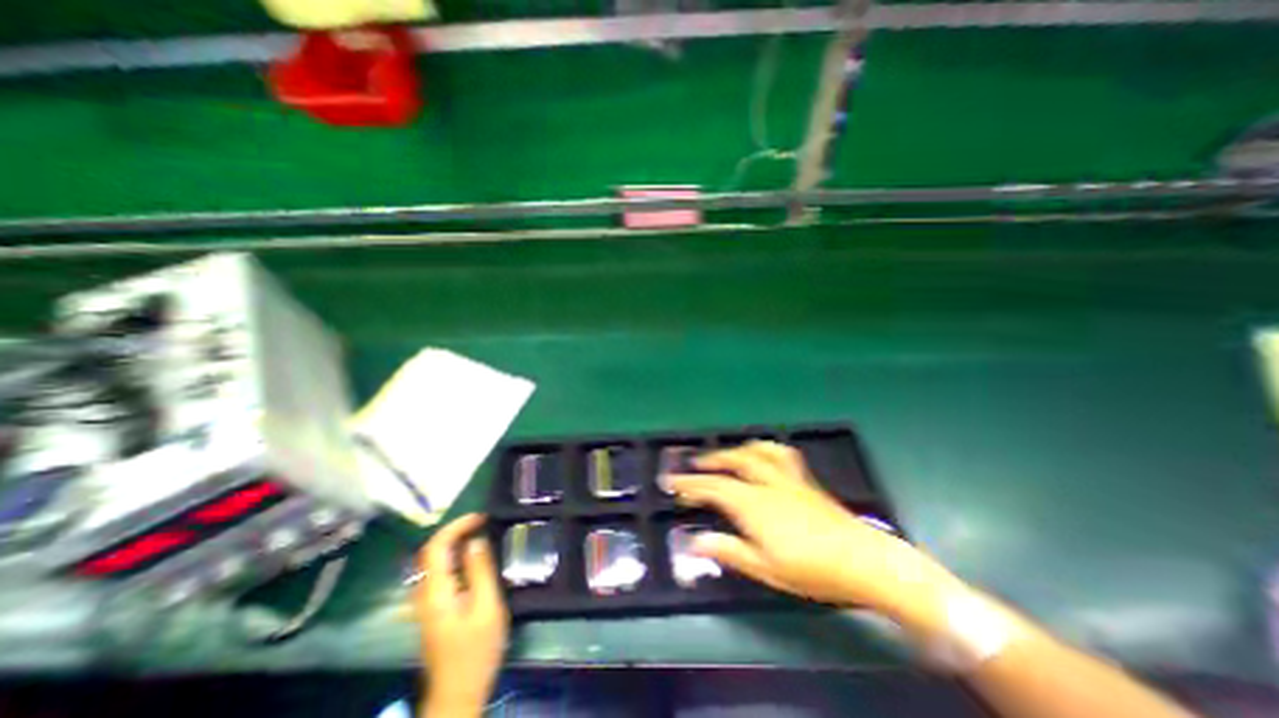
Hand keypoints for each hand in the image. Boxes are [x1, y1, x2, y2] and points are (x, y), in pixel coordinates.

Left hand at [414, 512, 507, 714]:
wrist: (458, 693)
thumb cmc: (476, 650)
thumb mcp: (487, 607)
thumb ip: (481, 571)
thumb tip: (476, 540)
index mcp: (436, 592)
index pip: (435, 546)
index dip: (456, 525)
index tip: (482, 517)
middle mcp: (425, 593)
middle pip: (431, 551)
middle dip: (455, 530)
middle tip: (483, 522)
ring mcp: (426, 602)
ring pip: (434, 561)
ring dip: (455, 542)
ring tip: (481, 533)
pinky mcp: (434, 609)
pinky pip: (440, 572)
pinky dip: (455, 556)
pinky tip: (473, 558)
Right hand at [669, 443, 959, 627]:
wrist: (862, 560)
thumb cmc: (811, 570)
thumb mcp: (765, 568)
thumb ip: (729, 550)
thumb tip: (695, 542)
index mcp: (753, 504)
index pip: (713, 488)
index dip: (689, 484)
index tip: (671, 482)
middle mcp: (766, 483)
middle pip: (731, 462)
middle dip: (708, 462)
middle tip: (692, 466)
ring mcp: (787, 477)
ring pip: (754, 451)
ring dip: (733, 450)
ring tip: (723, 455)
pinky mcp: (803, 479)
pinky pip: (780, 453)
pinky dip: (765, 447)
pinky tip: (762, 451)